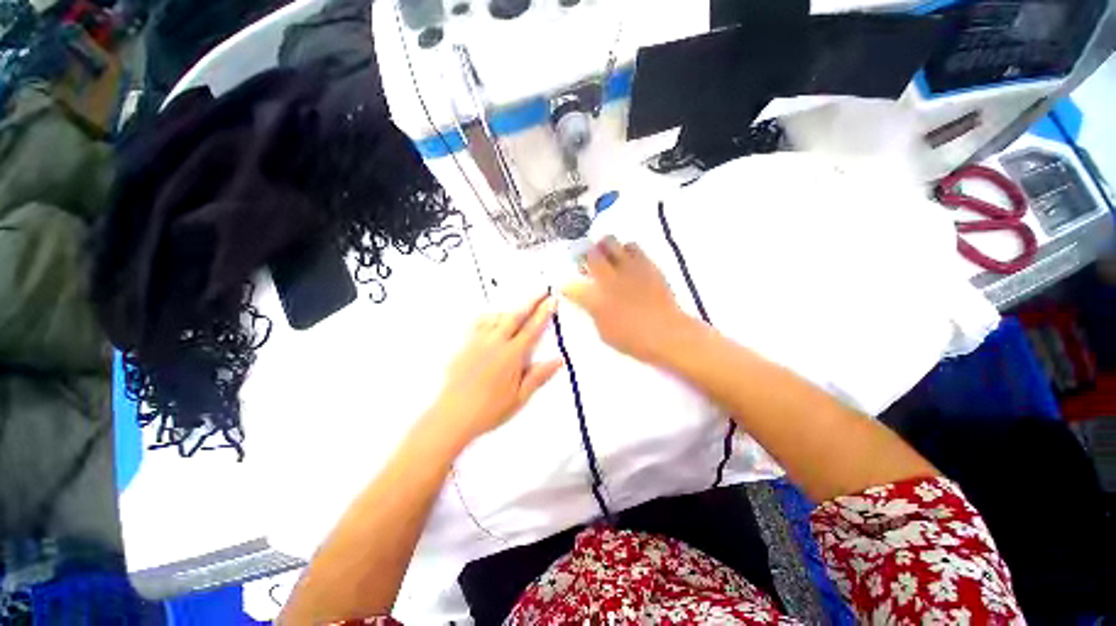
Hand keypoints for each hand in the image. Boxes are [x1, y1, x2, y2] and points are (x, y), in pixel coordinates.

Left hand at [428, 294, 562, 447]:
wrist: (452, 416)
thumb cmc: (489, 410)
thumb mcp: (520, 397)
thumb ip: (539, 375)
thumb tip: (559, 360)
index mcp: (512, 355)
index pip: (532, 328)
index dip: (544, 312)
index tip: (552, 299)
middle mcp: (495, 342)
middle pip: (515, 315)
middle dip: (531, 300)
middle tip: (541, 290)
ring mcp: (477, 341)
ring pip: (496, 315)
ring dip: (510, 307)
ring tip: (519, 305)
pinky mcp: (464, 345)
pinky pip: (478, 322)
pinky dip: (489, 316)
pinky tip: (491, 318)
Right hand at [563, 236, 692, 363]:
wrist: (666, 333)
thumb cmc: (633, 340)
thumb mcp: (604, 332)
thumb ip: (594, 312)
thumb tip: (590, 302)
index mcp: (595, 299)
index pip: (571, 286)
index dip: (566, 286)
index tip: (568, 288)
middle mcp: (608, 278)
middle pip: (590, 253)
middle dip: (585, 256)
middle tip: (588, 263)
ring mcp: (628, 268)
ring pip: (611, 242)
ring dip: (605, 249)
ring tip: (608, 258)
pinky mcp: (646, 264)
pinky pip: (633, 246)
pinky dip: (626, 250)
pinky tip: (628, 261)